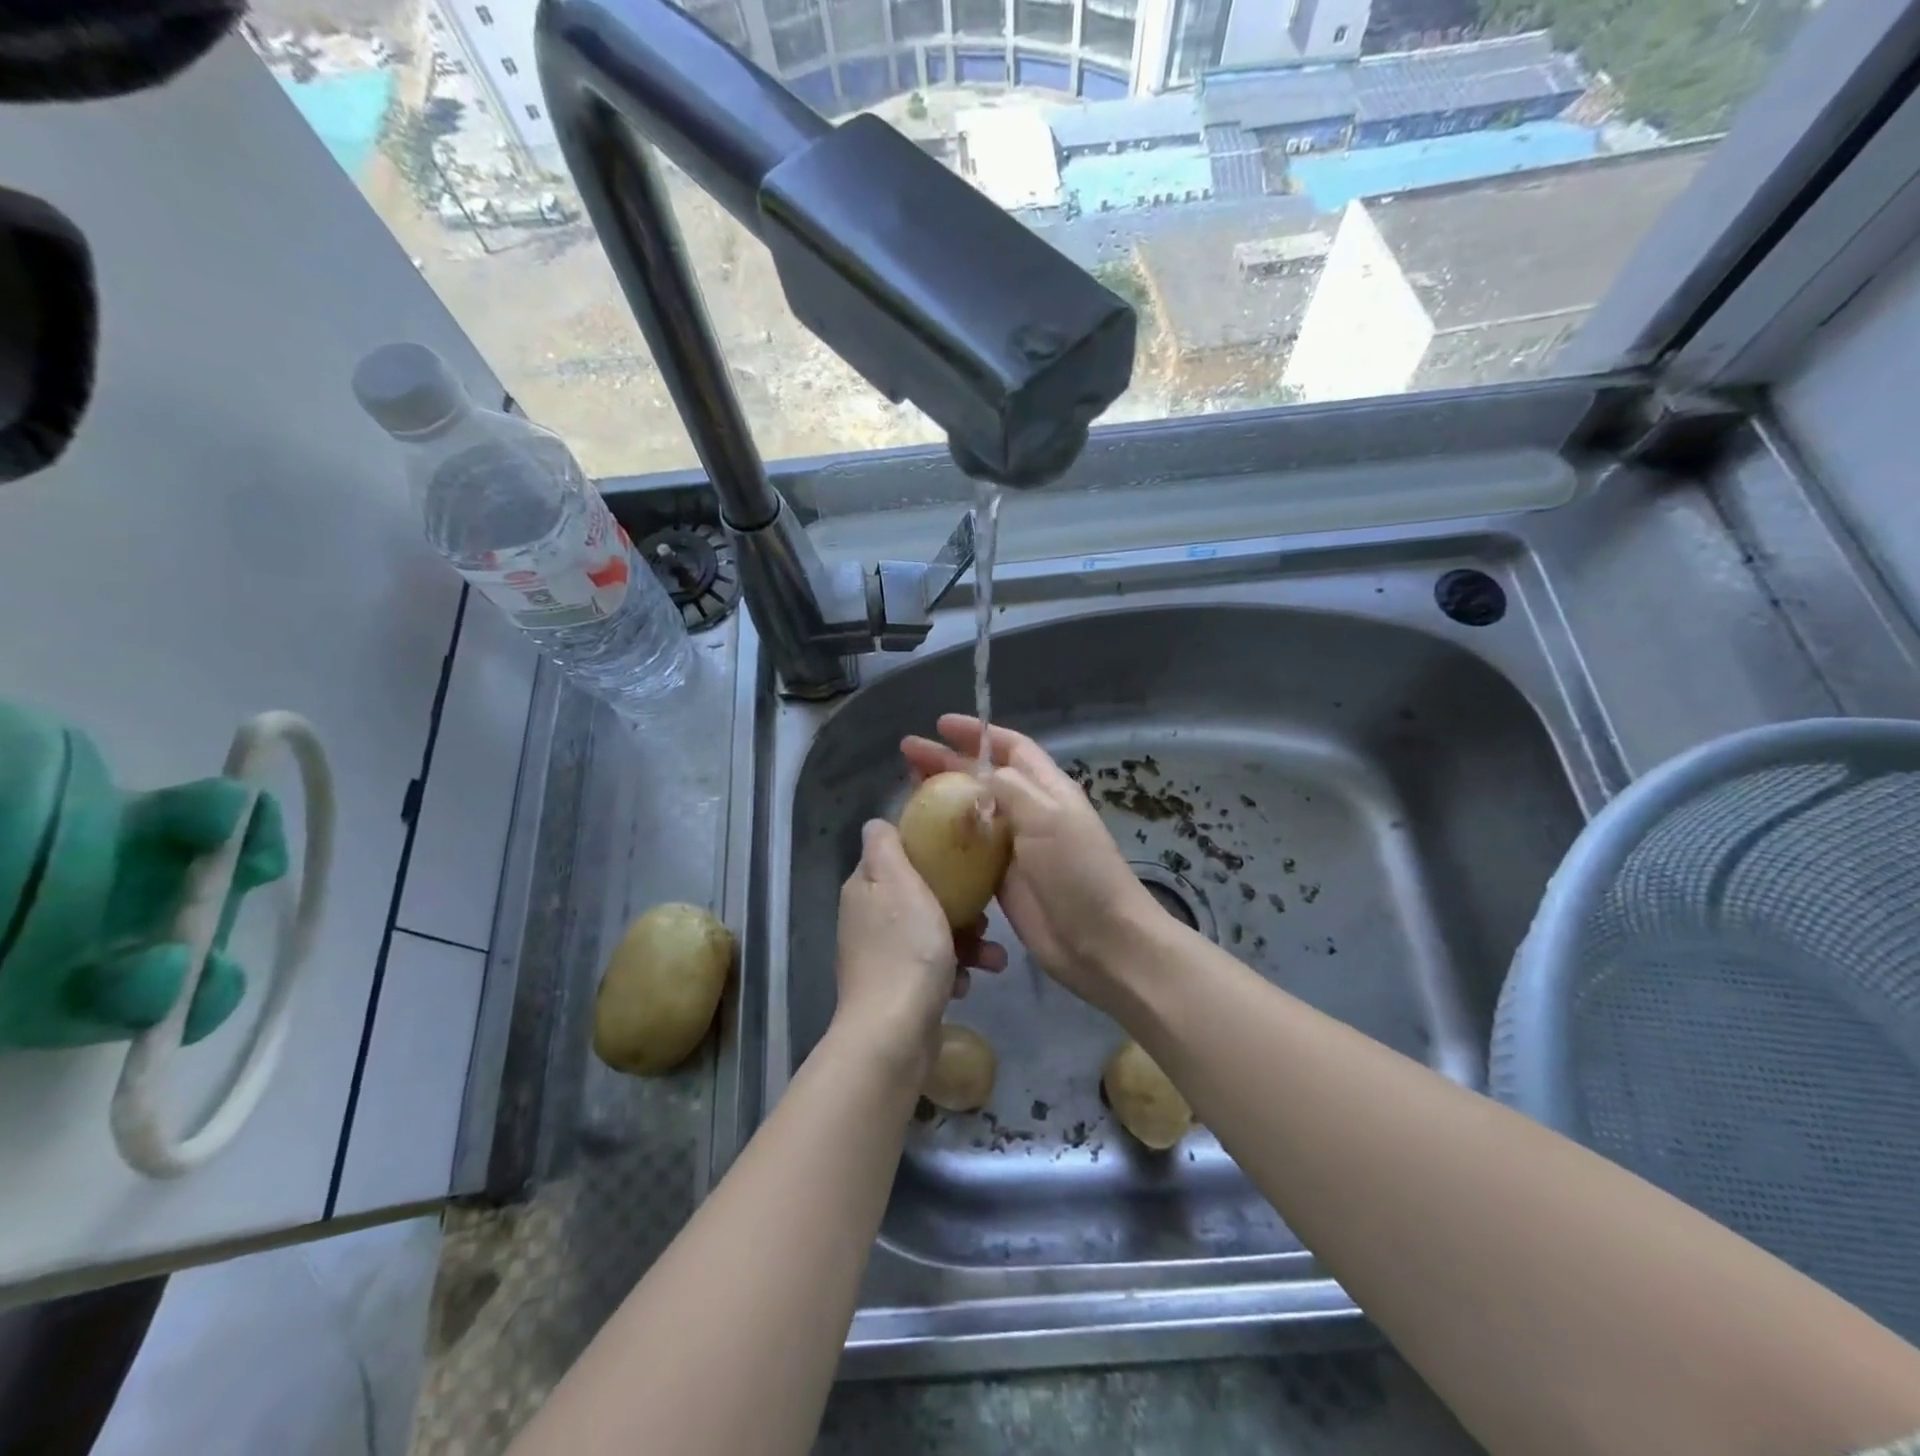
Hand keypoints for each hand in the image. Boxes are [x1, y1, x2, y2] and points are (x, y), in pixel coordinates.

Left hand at [832, 819, 1005, 1075]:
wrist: (894, 1034)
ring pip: (932, 931)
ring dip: (967, 941)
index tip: (962, 855)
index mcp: (866, 887)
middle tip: (985, 914)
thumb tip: (876, 823)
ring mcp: (882, 955)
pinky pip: (932, 966)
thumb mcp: (898, 883)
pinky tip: (968, 983)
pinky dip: (954, 970)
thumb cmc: (905, 950)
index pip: (895, 853)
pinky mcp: (897, 988)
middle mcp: (868, 918)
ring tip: (994, 958)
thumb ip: (885, 847)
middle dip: (960, 904)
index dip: (928, 850)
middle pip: (920, 894)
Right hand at [901, 715, 1165, 1015]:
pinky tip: (919, 836)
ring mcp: (1015, 847)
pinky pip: (968, 851)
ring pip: (972, 812)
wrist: (1099, 940)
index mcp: (1046, 789)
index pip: (1010, 747)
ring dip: (942, 798)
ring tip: (907, 787)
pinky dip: (945, 839)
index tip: (940, 725)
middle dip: (948, 761)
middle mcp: (1030, 812)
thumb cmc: (1077, 871)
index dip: (978, 733)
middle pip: (983, 777)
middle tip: (908, 754)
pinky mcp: (1002, 880)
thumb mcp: (1047, 817)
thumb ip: (1010, 788)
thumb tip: (976, 774)